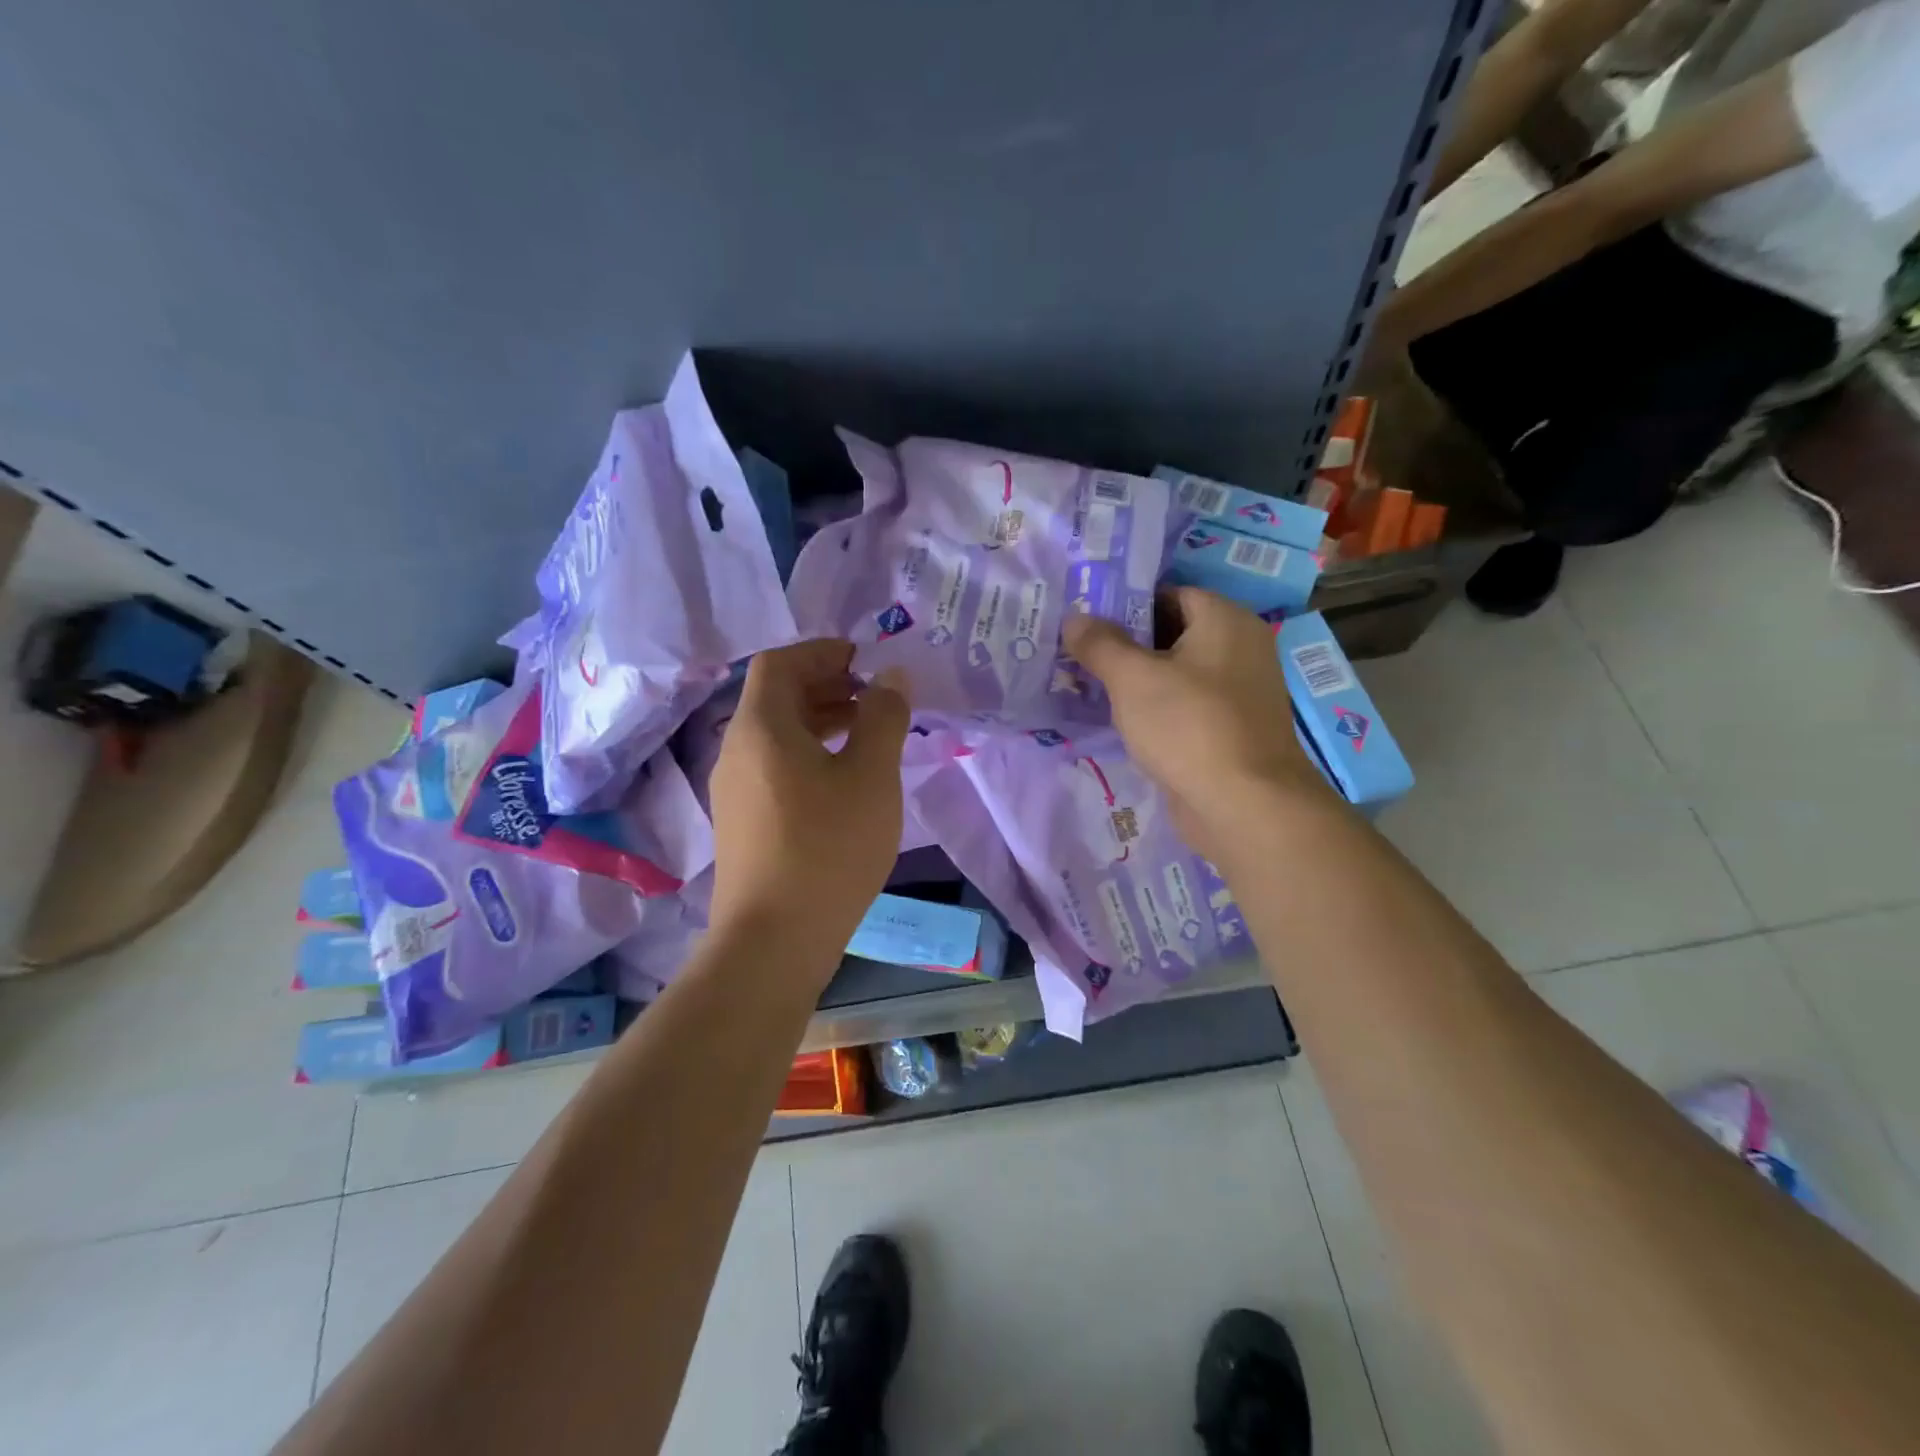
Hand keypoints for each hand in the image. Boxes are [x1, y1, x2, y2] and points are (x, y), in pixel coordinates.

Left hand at [707, 640, 910, 975]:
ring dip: (820, 720)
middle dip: (826, 685)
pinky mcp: (743, 822)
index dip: (822, 651)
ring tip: (867, 732)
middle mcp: (737, 750)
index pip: (780, 663)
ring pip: (777, 735)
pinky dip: (810, 754)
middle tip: (873, 695)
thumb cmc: (828, 847)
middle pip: (776, 697)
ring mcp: (735, 790)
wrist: (774, 940)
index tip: (864, 660)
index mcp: (761, 727)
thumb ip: (883, 717)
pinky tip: (844, 779)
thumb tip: (891, 677)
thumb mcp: (870, 775)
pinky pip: (775, 766)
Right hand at [1063, 589, 1336, 859]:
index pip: (1169, 594)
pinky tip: (1122, 722)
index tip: (1086, 623)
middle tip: (1080, 656)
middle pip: (1172, 633)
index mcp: (1226, 620)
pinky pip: (1186, 706)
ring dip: (1138, 681)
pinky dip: (1157, 710)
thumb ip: (1100, 643)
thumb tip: (1074, 618)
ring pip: (1177, 674)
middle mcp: (1240, 648)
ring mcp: (1239, 692)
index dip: (1125, 605)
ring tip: (1090, 688)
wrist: (1244, 805)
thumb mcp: (1132, 678)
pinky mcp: (1231, 729)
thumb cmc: (1188, 726)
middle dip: (1126, 645)